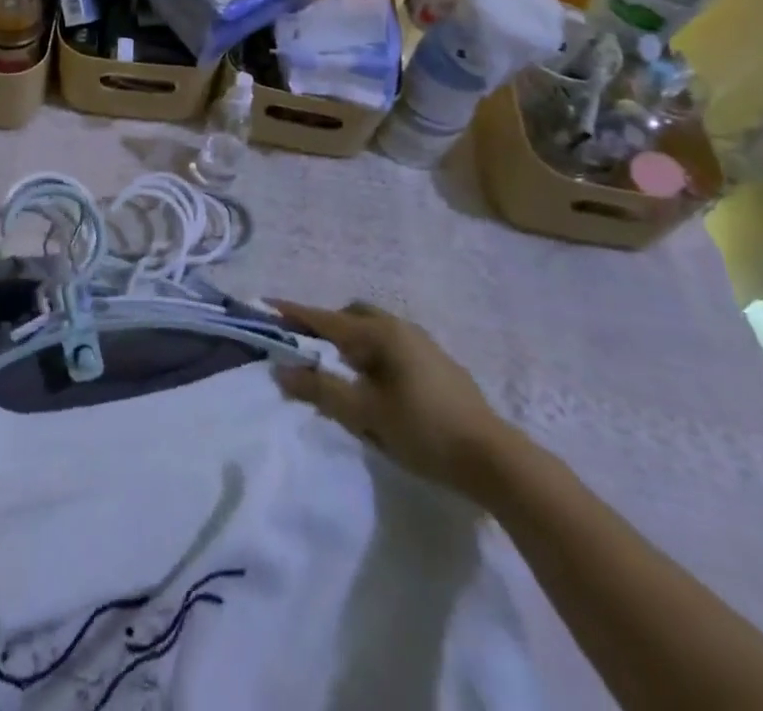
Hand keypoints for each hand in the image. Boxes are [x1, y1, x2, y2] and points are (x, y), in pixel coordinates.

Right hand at [271, 300, 510, 494]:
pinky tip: (379, 388)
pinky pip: (393, 347)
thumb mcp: (365, 414)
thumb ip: (321, 390)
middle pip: (352, 316)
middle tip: (308, 351)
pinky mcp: (439, 365)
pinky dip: (374, 356)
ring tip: (343, 375)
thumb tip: (281, 371)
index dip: (294, 312)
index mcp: (379, 333)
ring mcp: (423, 344)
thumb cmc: (424, 431)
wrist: (496, 460)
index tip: (266, 303)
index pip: (325, 318)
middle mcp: (400, 328)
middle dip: (326, 327)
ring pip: (375, 331)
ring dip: (352, 343)